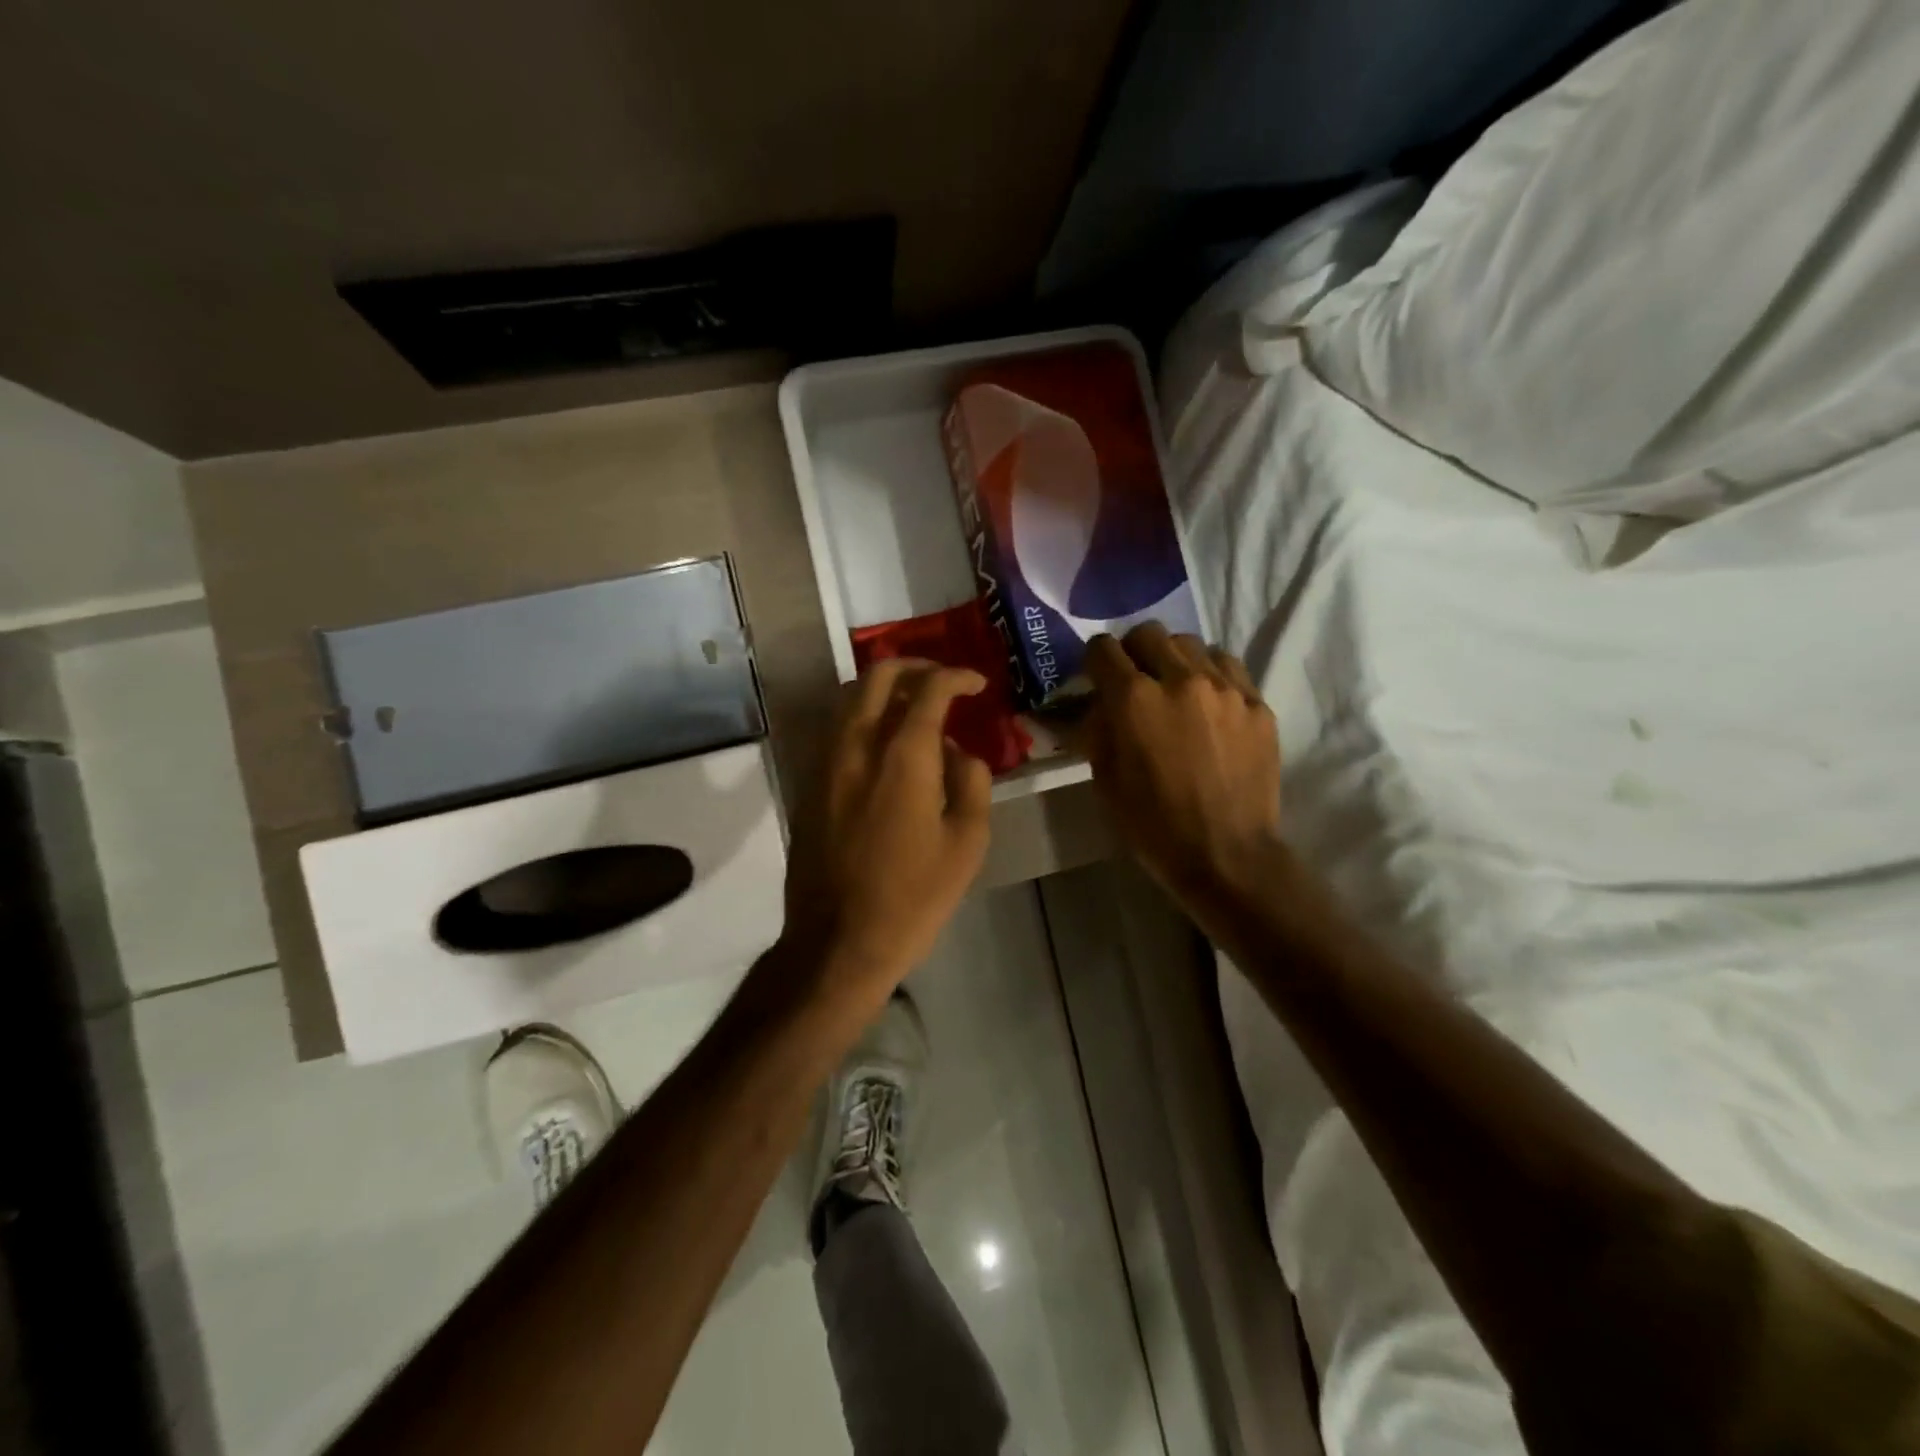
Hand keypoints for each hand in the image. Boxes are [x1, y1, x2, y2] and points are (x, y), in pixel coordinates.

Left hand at [784, 659, 993, 1000]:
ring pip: (849, 699)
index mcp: (902, 757)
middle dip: (914, 667)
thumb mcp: (967, 843)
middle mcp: (857, 746)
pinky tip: (886, 745)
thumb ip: (971, 782)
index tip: (977, 684)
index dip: (957, 677)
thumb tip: (957, 751)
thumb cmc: (913, 897)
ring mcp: (826, 763)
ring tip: (915, 707)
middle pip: (877, 676)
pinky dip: (864, 718)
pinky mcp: (809, 784)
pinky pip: (837, 730)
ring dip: (884, 689)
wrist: (838, 941)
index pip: (929, 689)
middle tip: (942, 681)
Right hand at [1081, 624, 1282, 905]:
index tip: (1095, 676)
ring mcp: (1224, 688)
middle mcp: (1179, 679)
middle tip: (1134, 680)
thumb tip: (1098, 704)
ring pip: (1191, 643)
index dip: (1093, 660)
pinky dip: (1210, 674)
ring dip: (1173, 659)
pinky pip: (1228, 666)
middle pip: (1148, 633)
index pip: (1103, 649)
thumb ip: (1097, 729)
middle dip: (1133, 652)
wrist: (1226, 855)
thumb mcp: (1105, 779)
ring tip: (1175, 690)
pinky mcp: (1256, 703)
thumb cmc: (1153, 825)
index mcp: (1133, 699)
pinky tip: (1207, 703)